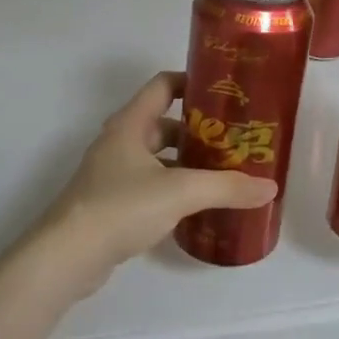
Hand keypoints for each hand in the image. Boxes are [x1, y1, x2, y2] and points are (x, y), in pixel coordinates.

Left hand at [31, 71, 276, 292]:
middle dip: (199, 129)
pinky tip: (197, 205)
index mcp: (130, 124)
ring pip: (157, 156)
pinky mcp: (111, 203)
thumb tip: (270, 188)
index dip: (193, 82)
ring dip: (187, 161)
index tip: (225, 92)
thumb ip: (226, 187)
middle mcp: (120, 141)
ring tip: (223, 172)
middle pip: (164, 122)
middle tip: (234, 139)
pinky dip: (173, 187)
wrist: (68, 256)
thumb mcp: (180, 192)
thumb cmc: (121, 207)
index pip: (163, 85)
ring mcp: (112, 173)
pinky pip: (150, 184)